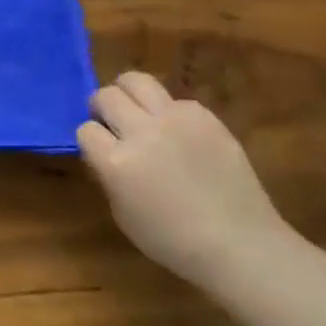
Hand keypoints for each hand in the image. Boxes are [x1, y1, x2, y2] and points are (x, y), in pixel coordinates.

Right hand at [78, 71, 294, 288]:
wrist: (241, 245)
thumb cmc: (173, 240)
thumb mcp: (122, 212)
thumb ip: (108, 173)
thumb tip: (105, 151)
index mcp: (116, 162)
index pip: (85, 129)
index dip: (91, 141)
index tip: (100, 151)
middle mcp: (142, 132)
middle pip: (106, 96)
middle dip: (103, 109)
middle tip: (114, 125)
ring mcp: (176, 120)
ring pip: (136, 80)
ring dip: (129, 95)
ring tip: (139, 114)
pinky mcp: (206, 118)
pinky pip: (175, 100)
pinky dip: (169, 112)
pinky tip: (179, 134)